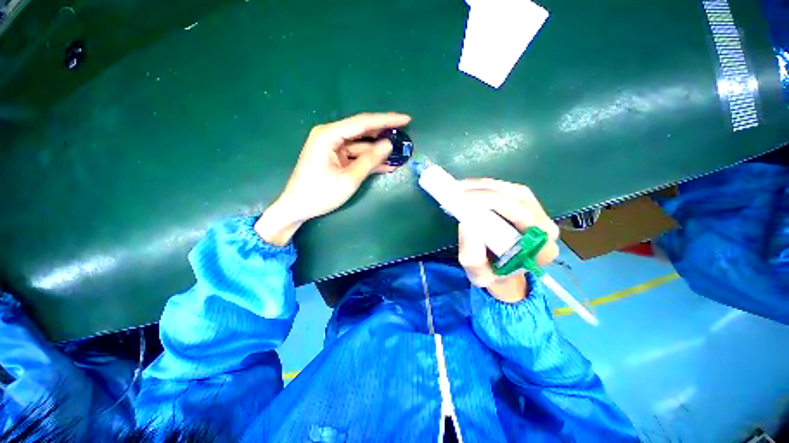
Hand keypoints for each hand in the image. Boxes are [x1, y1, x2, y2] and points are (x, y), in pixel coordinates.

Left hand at [255, 112, 411, 244]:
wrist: (298, 207)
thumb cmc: (320, 194)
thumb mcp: (349, 178)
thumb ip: (370, 160)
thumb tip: (389, 144)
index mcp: (329, 135)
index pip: (363, 123)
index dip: (386, 120)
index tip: (407, 119)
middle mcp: (330, 135)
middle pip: (362, 131)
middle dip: (384, 134)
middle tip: (405, 135)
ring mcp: (333, 147)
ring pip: (361, 145)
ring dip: (379, 151)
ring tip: (399, 154)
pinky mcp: (335, 158)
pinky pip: (356, 156)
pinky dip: (370, 161)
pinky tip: (386, 165)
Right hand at [457, 179, 559, 302]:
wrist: (504, 276)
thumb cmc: (493, 276)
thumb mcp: (478, 275)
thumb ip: (472, 256)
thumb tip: (467, 222)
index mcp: (541, 249)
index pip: (522, 216)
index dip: (493, 203)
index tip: (465, 201)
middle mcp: (547, 229)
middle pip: (520, 198)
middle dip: (486, 191)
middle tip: (459, 190)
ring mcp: (541, 216)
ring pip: (516, 191)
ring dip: (487, 186)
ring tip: (462, 187)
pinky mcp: (529, 208)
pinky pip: (512, 191)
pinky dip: (490, 186)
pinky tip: (472, 188)